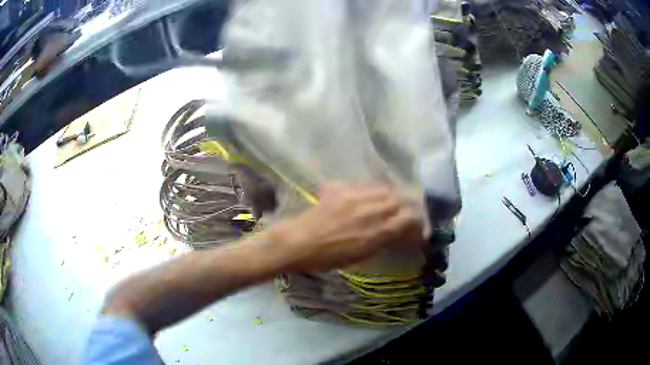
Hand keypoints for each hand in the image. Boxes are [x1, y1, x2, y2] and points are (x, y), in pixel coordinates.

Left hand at [267, 182, 425, 272]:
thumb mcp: (362, 255)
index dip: (418, 223)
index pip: (410, 219)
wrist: (298, 242)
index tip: (419, 229)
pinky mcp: (342, 187)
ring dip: (394, 196)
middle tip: (409, 214)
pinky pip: (366, 184)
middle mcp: (371, 209)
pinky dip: (375, 190)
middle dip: (410, 207)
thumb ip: (384, 241)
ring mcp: (356, 195)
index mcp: (377, 231)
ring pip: (386, 189)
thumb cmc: (328, 258)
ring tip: (393, 203)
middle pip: (401, 200)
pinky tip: (373, 196)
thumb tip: (400, 234)